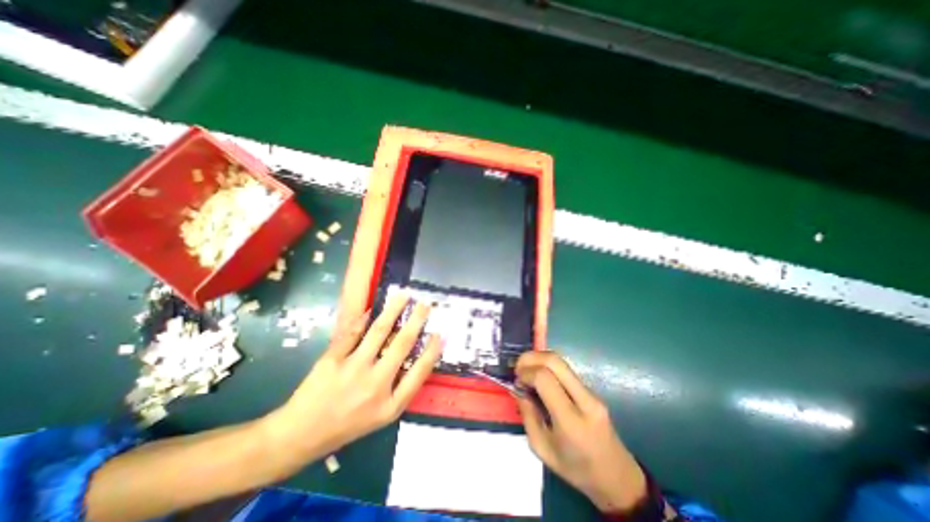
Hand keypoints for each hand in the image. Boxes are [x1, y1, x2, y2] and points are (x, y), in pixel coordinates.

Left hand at [263, 294, 439, 469]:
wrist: (301, 435)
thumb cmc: (348, 425)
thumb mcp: (382, 416)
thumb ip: (401, 389)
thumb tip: (417, 356)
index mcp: (390, 404)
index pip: (420, 372)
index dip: (432, 350)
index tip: (440, 333)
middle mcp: (376, 385)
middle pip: (402, 344)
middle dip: (417, 320)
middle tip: (426, 304)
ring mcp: (353, 370)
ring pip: (379, 331)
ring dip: (394, 310)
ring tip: (403, 296)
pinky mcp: (333, 359)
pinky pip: (352, 332)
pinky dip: (363, 319)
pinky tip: (372, 310)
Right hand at [516, 352, 647, 511]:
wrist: (617, 478)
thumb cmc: (577, 469)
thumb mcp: (542, 450)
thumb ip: (528, 416)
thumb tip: (518, 388)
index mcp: (571, 421)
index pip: (545, 379)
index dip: (526, 373)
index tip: (516, 379)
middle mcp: (585, 400)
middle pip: (555, 361)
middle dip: (531, 357)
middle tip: (518, 367)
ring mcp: (591, 392)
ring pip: (561, 361)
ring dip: (539, 359)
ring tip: (526, 370)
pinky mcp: (592, 389)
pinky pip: (566, 369)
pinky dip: (547, 366)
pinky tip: (539, 376)